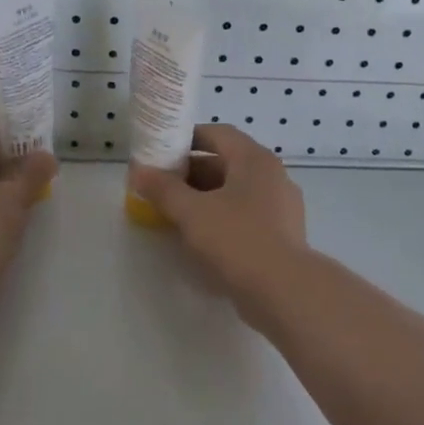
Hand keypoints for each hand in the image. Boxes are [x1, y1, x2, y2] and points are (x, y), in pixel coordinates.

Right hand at [130, 125, 307, 301]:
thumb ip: (164, 189)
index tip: (161, 152)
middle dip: (191, 173)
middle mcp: (272, 175)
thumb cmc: (236, 240)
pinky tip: (201, 236)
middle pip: (226, 163)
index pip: (217, 134)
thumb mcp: (192, 212)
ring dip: (205, 197)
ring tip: (175, 212)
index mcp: (254, 159)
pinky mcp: (282, 233)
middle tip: (162, 185)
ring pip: (236, 191)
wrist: (284, 291)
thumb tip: (140, 171)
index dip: (186, 139)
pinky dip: (222, 217)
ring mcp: (281, 205)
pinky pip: (246, 214)